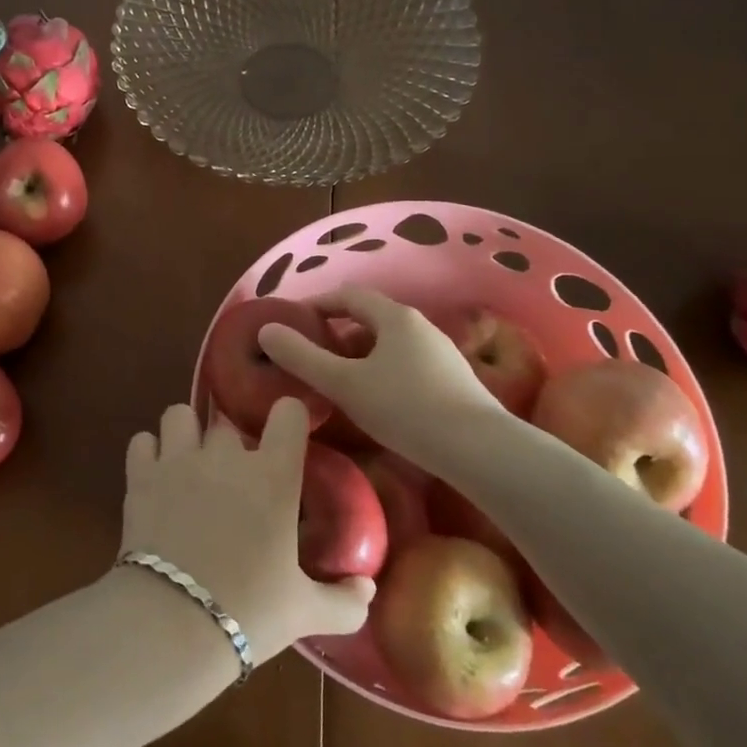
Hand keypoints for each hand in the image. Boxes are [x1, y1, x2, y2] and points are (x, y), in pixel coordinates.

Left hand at [120, 398, 373, 663]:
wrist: (172, 622)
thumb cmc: (249, 612)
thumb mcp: (305, 612)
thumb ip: (343, 601)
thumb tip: (368, 589)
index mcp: (273, 476)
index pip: (288, 413)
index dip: (288, 417)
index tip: (287, 433)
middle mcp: (226, 455)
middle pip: (228, 422)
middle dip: (229, 443)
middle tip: (231, 478)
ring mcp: (179, 459)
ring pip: (180, 415)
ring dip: (185, 432)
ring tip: (188, 461)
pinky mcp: (141, 474)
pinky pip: (142, 441)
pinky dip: (149, 452)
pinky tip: (155, 474)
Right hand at [257, 285, 504, 463]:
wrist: (480, 450)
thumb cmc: (405, 409)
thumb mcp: (344, 384)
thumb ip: (303, 357)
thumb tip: (267, 331)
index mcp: (394, 317)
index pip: (349, 296)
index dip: (318, 304)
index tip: (294, 320)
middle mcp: (420, 326)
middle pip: (371, 318)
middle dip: (338, 331)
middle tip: (312, 354)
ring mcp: (441, 353)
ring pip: (391, 343)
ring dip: (361, 354)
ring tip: (339, 380)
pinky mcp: (454, 380)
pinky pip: (408, 364)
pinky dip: (383, 371)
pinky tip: (377, 401)